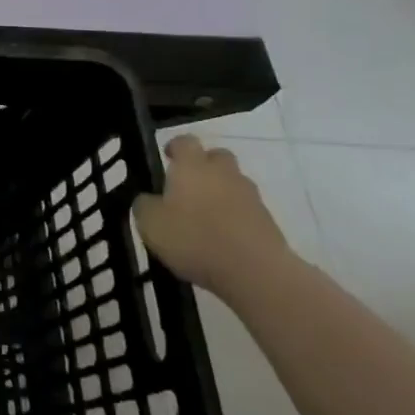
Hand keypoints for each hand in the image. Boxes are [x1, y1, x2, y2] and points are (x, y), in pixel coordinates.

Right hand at [133, 135, 292, 299]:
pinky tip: (223, 240)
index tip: (167, 157)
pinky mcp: (269, 222)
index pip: (185, 141)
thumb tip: (148, 199)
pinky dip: (235, 218)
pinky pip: (247, 211)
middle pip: (217, 157)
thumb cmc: (194, 239)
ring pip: (234, 184)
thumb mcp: (150, 223)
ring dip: (221, 194)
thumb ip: (144, 205)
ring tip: (205, 219)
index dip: (175, 147)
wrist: (256, 273)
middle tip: (188, 187)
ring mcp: (251, 197)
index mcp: (192, 166)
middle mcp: (223, 173)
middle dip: (204, 166)